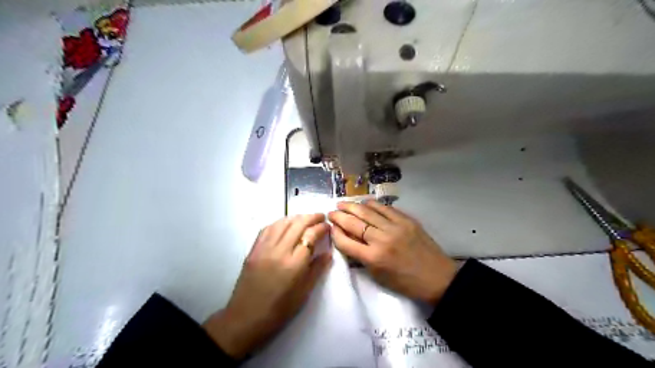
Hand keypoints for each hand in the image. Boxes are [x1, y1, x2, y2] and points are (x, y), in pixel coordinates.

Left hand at [203, 214, 329, 357]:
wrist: (246, 318)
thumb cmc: (279, 309)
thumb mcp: (304, 292)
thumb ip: (317, 269)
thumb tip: (328, 253)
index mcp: (294, 264)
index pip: (311, 236)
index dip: (321, 228)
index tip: (328, 226)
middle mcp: (279, 251)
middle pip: (297, 224)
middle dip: (311, 217)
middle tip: (321, 216)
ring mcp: (264, 248)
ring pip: (282, 223)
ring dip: (296, 217)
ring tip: (305, 218)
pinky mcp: (253, 249)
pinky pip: (268, 229)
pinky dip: (280, 222)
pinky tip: (285, 224)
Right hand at [328, 201, 456, 303]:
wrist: (437, 278)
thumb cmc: (405, 282)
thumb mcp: (378, 276)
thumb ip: (361, 257)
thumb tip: (349, 239)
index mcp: (373, 258)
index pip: (345, 242)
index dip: (335, 233)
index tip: (330, 227)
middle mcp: (381, 240)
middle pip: (353, 223)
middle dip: (339, 216)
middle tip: (331, 212)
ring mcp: (395, 227)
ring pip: (367, 211)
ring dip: (352, 206)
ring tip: (342, 203)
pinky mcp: (407, 220)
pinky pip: (385, 208)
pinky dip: (372, 204)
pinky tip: (364, 202)